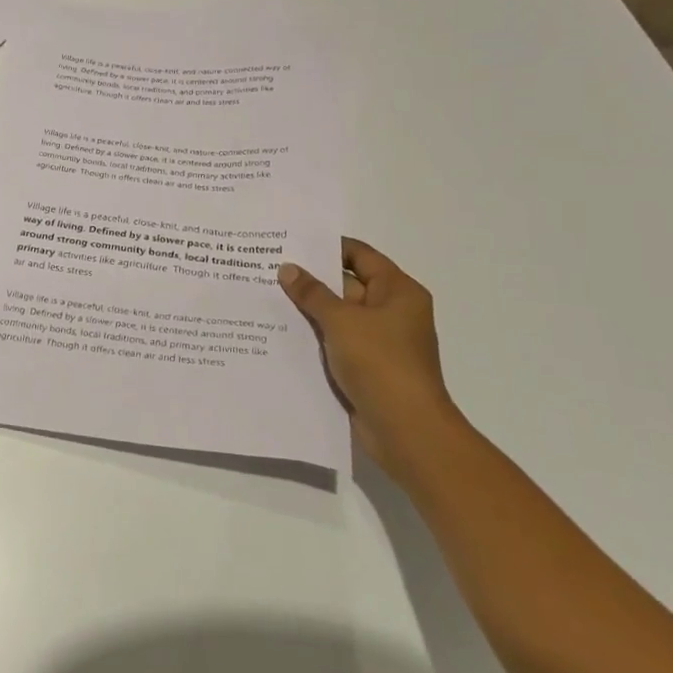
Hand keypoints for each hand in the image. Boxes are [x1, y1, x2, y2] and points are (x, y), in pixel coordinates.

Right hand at [278, 239, 461, 475]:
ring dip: (310, 309)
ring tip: (267, 296)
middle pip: (348, 284)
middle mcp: (393, 311)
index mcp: (398, 291)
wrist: (406, 429)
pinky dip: (315, 335)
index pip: (360, 256)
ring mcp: (380, 341)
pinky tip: (281, 331)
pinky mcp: (368, 366)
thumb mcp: (341, 321)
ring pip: (339, 315)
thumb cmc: (380, 363)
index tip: (292, 242)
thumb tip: (287, 269)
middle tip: (270, 267)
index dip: (328, 247)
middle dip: (312, 278)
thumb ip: (312, 293)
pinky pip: (337, 341)